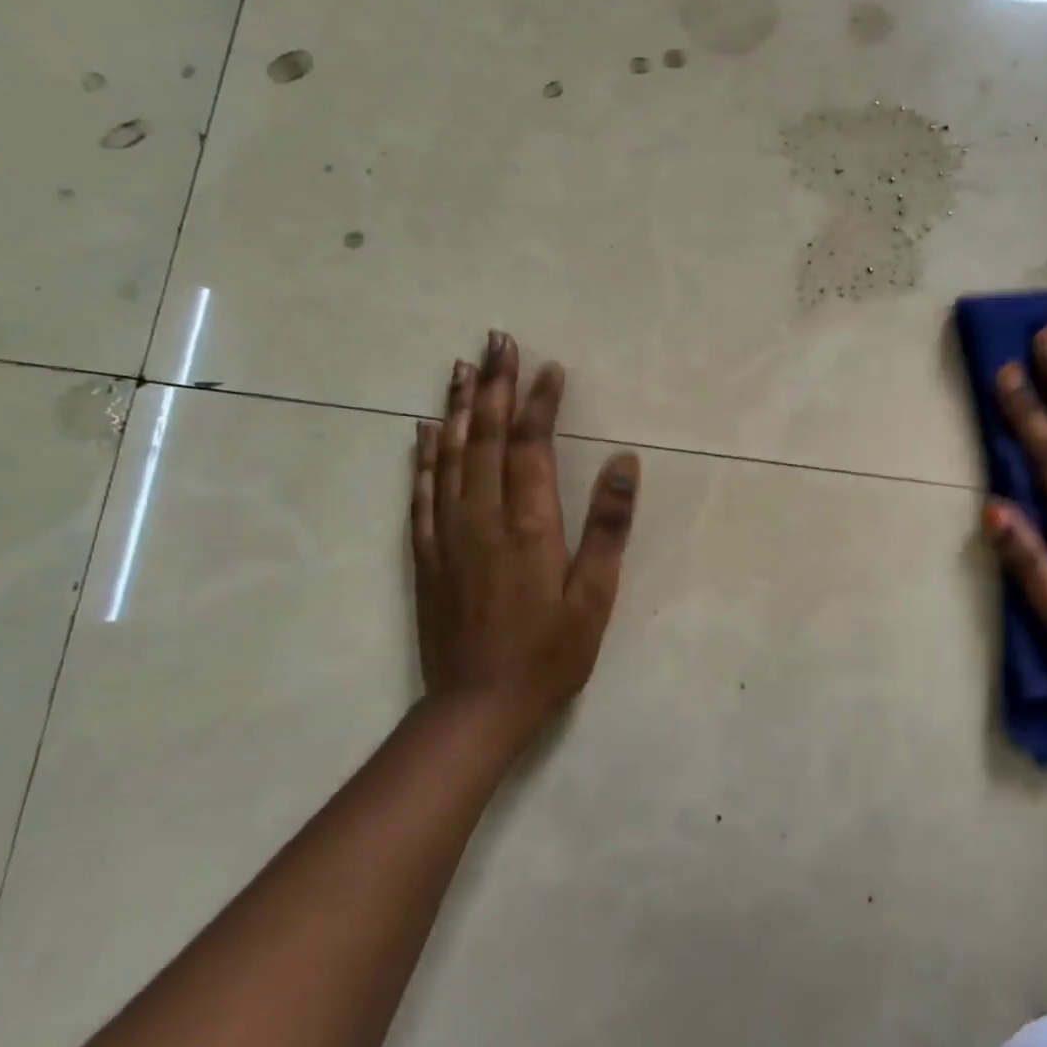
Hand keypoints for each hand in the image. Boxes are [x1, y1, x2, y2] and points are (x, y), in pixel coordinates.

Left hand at [410, 331, 639, 762]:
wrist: (477, 706)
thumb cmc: (549, 653)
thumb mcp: (595, 597)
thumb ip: (609, 527)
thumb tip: (624, 462)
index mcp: (528, 526)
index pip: (531, 447)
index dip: (540, 404)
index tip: (549, 367)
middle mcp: (482, 517)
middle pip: (486, 438)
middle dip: (496, 385)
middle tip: (498, 340)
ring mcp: (447, 534)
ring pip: (449, 455)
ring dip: (458, 407)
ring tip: (462, 366)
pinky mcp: (427, 554)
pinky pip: (421, 491)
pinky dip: (424, 455)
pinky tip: (425, 430)